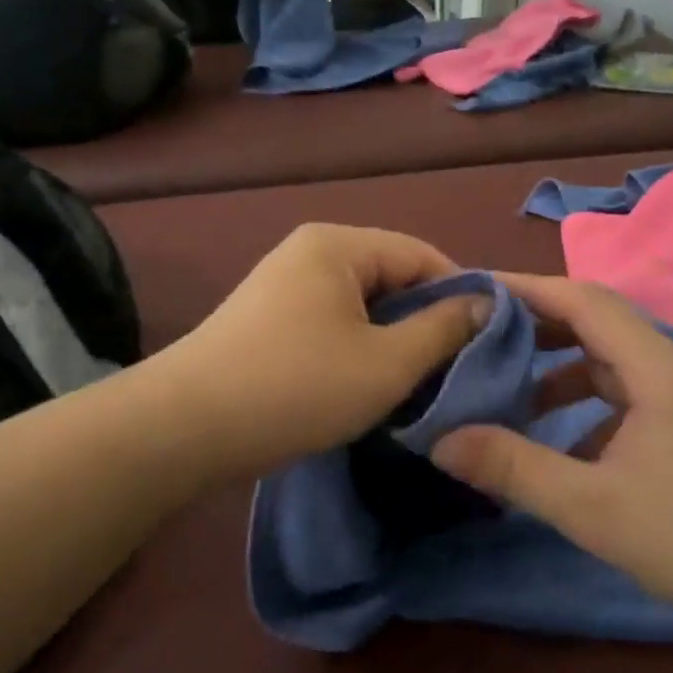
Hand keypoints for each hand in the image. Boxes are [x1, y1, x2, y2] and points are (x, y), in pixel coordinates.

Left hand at [157, 225, 486, 480]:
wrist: (185, 428)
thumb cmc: (296, 387)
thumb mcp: (386, 363)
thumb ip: (443, 329)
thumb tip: (486, 304)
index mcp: (338, 245)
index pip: (421, 255)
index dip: (461, 295)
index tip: (487, 341)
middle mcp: (310, 251)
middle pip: (391, 277)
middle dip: (425, 321)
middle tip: (454, 369)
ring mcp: (284, 283)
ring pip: (363, 304)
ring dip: (392, 339)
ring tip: (416, 381)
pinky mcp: (268, 318)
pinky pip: (333, 321)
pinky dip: (358, 347)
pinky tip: (368, 383)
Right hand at [430, 274, 672, 634]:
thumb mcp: (591, 507)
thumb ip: (514, 468)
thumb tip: (440, 440)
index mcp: (656, 367)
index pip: (583, 300)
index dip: (527, 289)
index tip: (476, 291)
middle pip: (598, 321)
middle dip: (539, 323)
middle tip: (484, 335)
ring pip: (613, 358)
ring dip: (563, 365)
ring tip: (515, 390)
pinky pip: (629, 391)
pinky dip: (589, 401)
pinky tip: (566, 443)